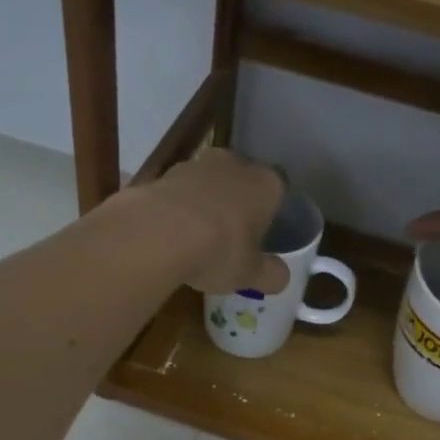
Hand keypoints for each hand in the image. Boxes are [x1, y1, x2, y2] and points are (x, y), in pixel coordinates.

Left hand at [139, 147, 289, 295]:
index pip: (279, 189)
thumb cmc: (219, 250)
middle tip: (231, 236)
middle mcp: (235, 163)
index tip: (262, 234)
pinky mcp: (164, 173)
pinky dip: (179, 208)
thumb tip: (281, 277)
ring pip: (209, 183)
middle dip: (238, 204)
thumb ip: (271, 275)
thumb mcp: (251, 274)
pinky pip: (180, 192)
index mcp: (266, 183)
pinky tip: (172, 233)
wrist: (159, 233)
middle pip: (242, 181)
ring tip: (197, 237)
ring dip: (206, 204)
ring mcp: (197, 163)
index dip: (271, 212)